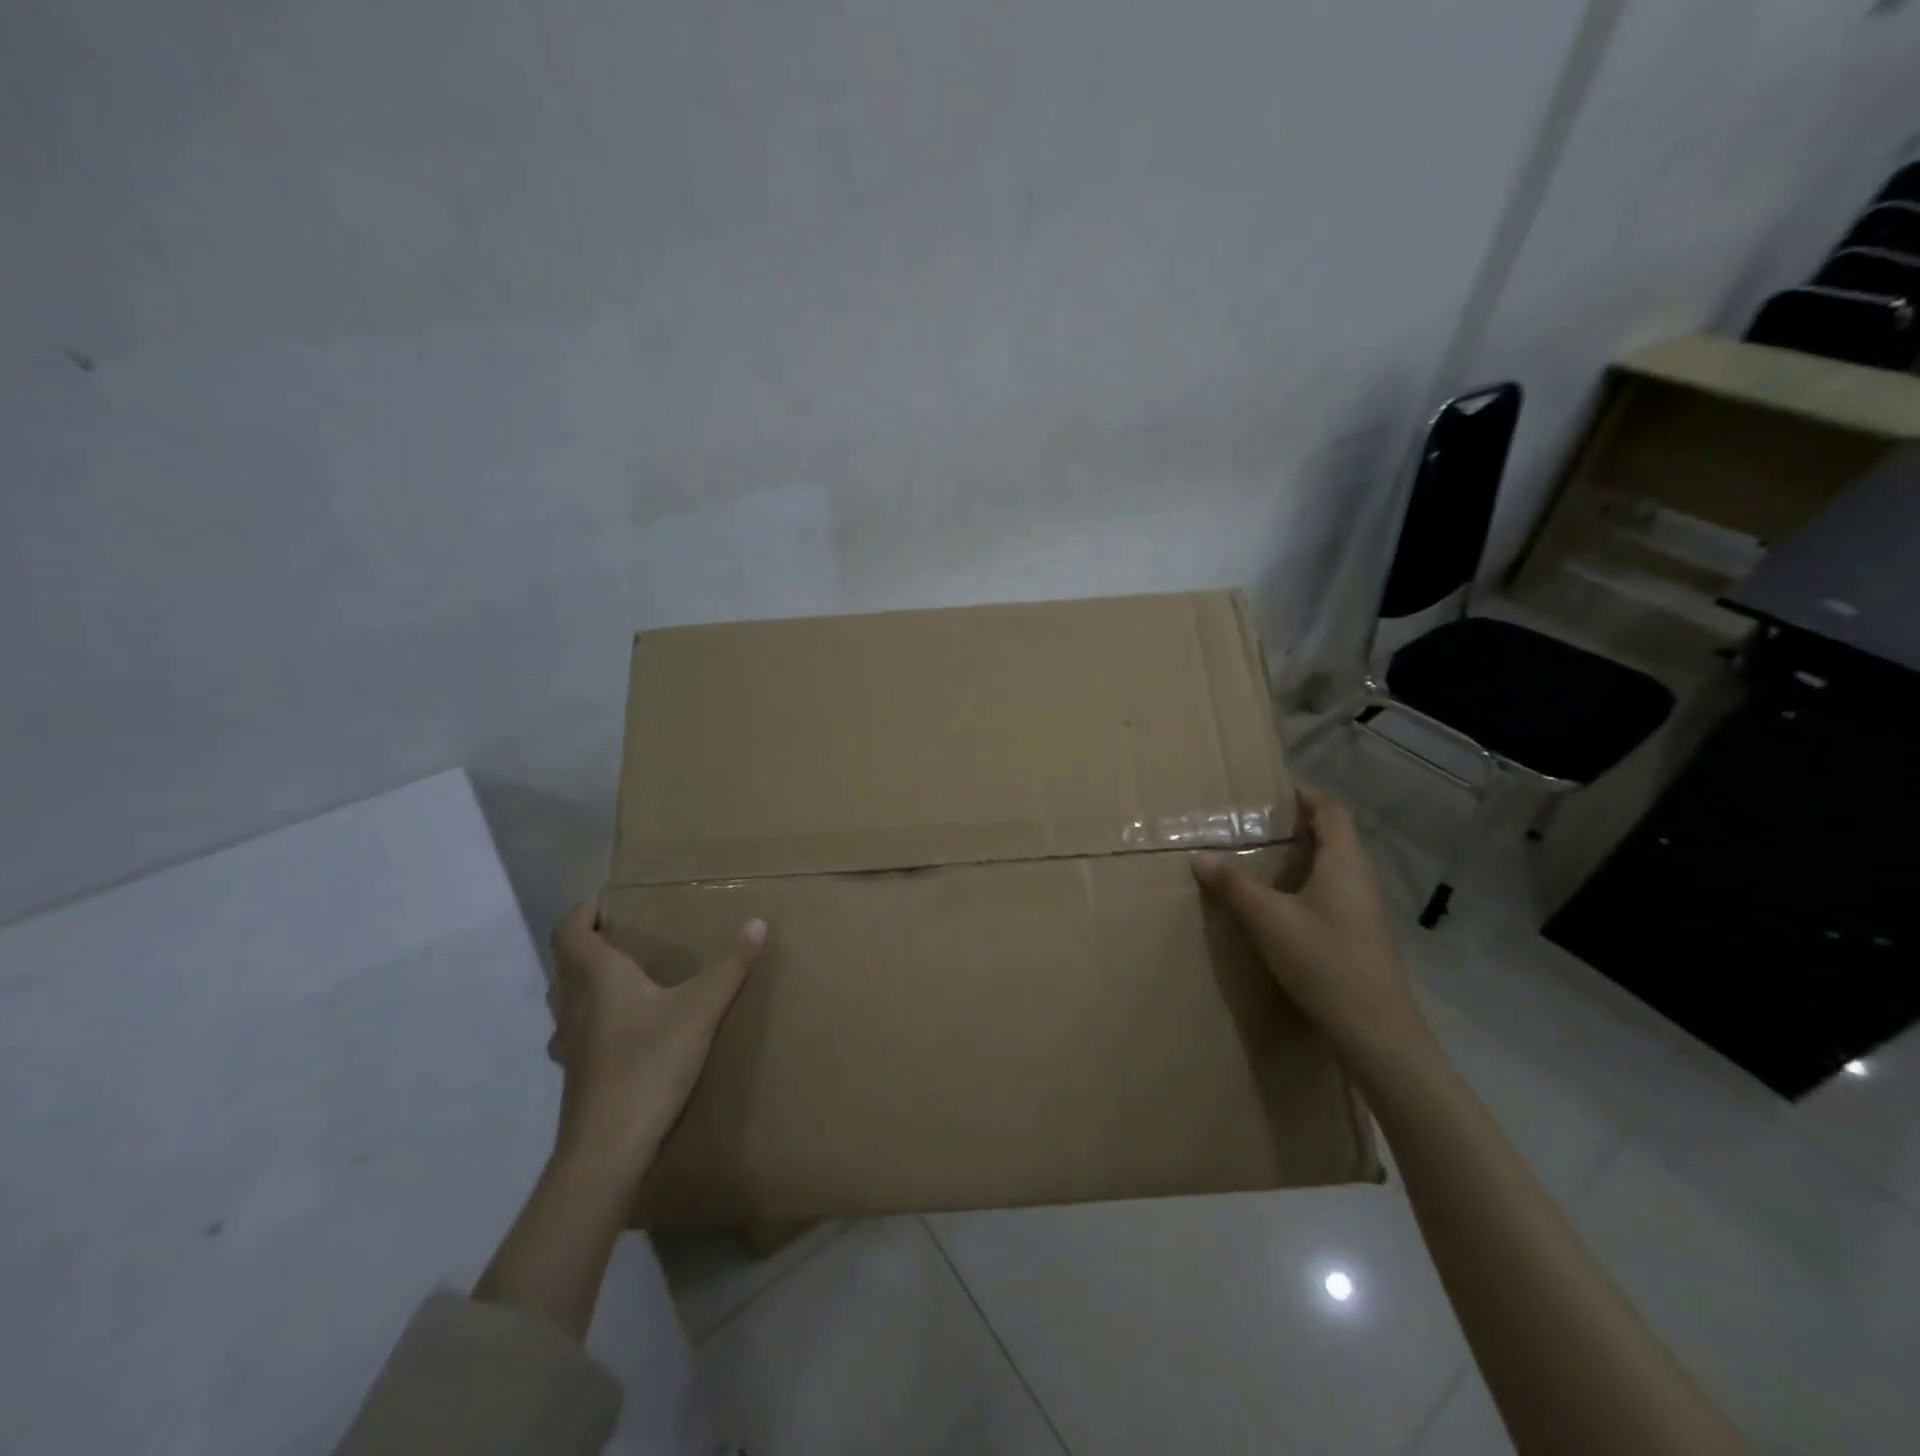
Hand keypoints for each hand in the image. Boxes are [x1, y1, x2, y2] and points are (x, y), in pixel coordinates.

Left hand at [545, 901, 766, 1177]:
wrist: (608, 1148)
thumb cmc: (650, 1063)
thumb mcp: (701, 1009)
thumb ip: (729, 966)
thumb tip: (757, 923)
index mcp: (596, 977)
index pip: (570, 931)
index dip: (584, 911)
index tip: (610, 902)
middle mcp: (574, 1003)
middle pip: (565, 961)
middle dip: (589, 942)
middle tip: (625, 933)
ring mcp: (569, 1042)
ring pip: (566, 998)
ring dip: (585, 980)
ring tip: (624, 977)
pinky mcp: (576, 1073)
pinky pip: (575, 1031)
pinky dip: (591, 1018)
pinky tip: (622, 1030)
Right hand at [1191, 786, 1430, 1070]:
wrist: (1377, 1032)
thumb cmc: (1324, 962)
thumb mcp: (1269, 920)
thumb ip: (1234, 886)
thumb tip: (1200, 856)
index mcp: (1344, 863)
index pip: (1331, 810)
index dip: (1305, 794)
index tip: (1271, 789)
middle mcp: (1360, 879)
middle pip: (1333, 836)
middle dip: (1297, 824)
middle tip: (1254, 823)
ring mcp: (1365, 910)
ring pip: (1333, 867)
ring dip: (1301, 856)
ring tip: (1260, 858)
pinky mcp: (1361, 935)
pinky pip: (1332, 892)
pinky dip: (1306, 884)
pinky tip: (1280, 904)